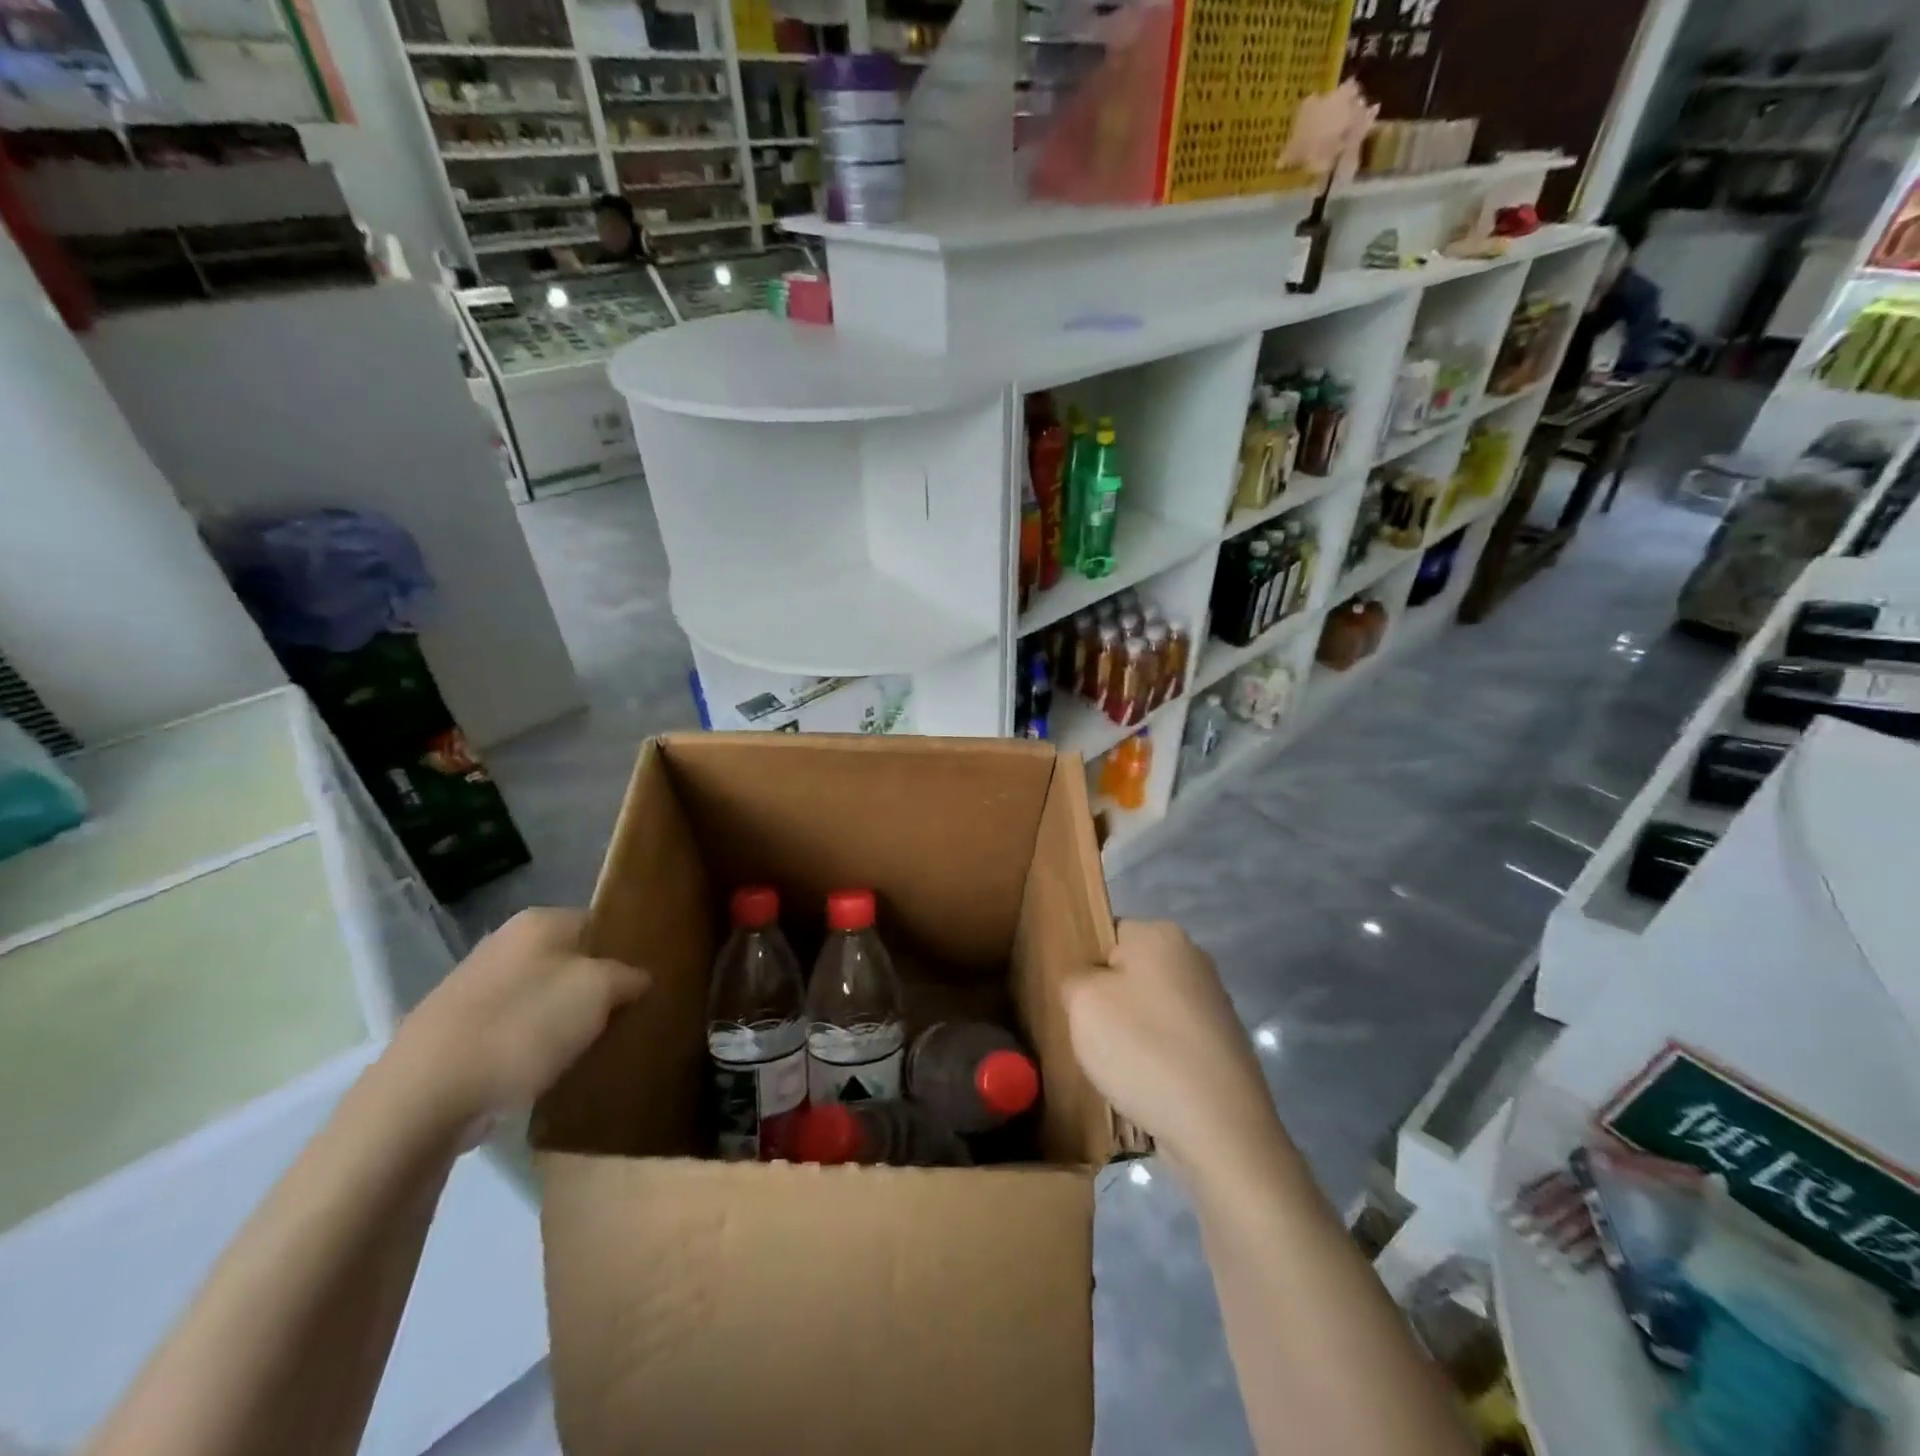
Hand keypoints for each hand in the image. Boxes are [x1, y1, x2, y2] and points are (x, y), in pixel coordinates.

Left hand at [384, 908, 648, 1132]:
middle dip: (597, 988)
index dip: (627, 951)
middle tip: (625, 1018)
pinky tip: (547, 1070)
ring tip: (590, 1049)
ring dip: (565, 1020)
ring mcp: (475, 987)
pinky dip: (533, 1045)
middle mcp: (504, 943)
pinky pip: (514, 1028)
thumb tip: (638, 978)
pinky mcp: (455, 1031)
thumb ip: (629, 976)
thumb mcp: (599, 991)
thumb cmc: (522, 1028)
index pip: (601, 923)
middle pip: (572, 960)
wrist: (423, 1099)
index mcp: (539, 921)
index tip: (646, 984)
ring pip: (543, 996)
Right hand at [1064, 920, 1283, 1178]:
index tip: (1077, 1003)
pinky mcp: (1225, 1044)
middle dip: (1110, 1002)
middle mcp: (1194, 957)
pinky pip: (1174, 1039)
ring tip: (1120, 1068)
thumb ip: (1074, 978)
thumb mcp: (1082, 1002)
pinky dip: (1158, 1058)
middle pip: (1130, 972)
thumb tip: (1088, 983)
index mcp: (1161, 933)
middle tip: (1093, 1036)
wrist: (1220, 1128)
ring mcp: (1215, 1002)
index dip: (1086, 967)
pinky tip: (1149, 1086)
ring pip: (1151, 1008)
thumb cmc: (1143, 1049)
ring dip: (1133, 1033)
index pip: (1106, 934)